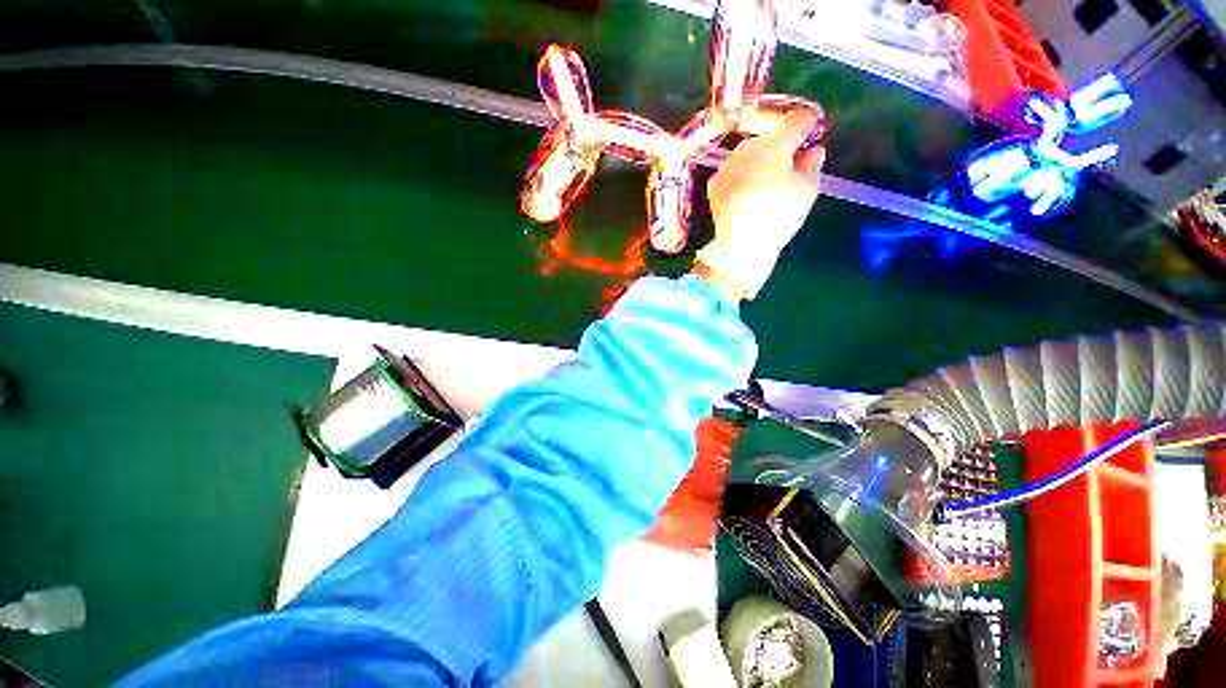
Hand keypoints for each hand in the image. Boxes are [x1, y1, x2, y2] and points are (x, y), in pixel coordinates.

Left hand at [695, 110, 824, 299]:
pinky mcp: (714, 184)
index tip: (810, 136)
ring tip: (764, 187)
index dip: (807, 126)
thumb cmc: (779, 214)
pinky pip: (733, 173)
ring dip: (758, 164)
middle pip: (769, 139)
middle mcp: (747, 148)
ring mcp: (728, 166)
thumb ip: (813, 163)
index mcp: (775, 144)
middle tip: (788, 170)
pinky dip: (741, 178)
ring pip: (749, 156)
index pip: (796, 120)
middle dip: (780, 149)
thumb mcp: (807, 189)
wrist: (741, 243)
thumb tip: (813, 151)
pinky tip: (746, 197)